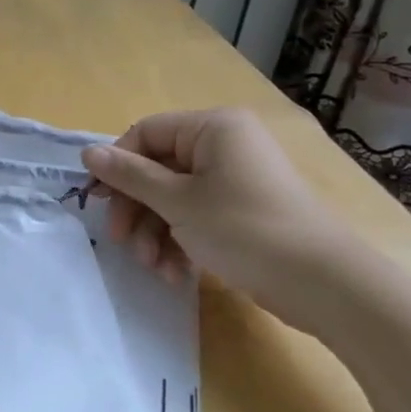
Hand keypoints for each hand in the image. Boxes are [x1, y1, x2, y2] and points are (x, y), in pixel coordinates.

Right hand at [81, 108, 356, 329]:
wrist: (323, 283)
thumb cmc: (244, 229)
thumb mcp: (178, 202)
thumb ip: (129, 176)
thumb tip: (87, 152)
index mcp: (212, 128)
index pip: (145, 134)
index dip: (116, 166)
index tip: (96, 201)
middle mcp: (223, 146)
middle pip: (157, 169)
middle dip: (137, 210)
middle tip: (121, 241)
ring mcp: (233, 180)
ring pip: (173, 198)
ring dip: (156, 233)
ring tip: (154, 267)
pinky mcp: (241, 211)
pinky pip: (195, 216)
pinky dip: (180, 243)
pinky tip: (176, 274)